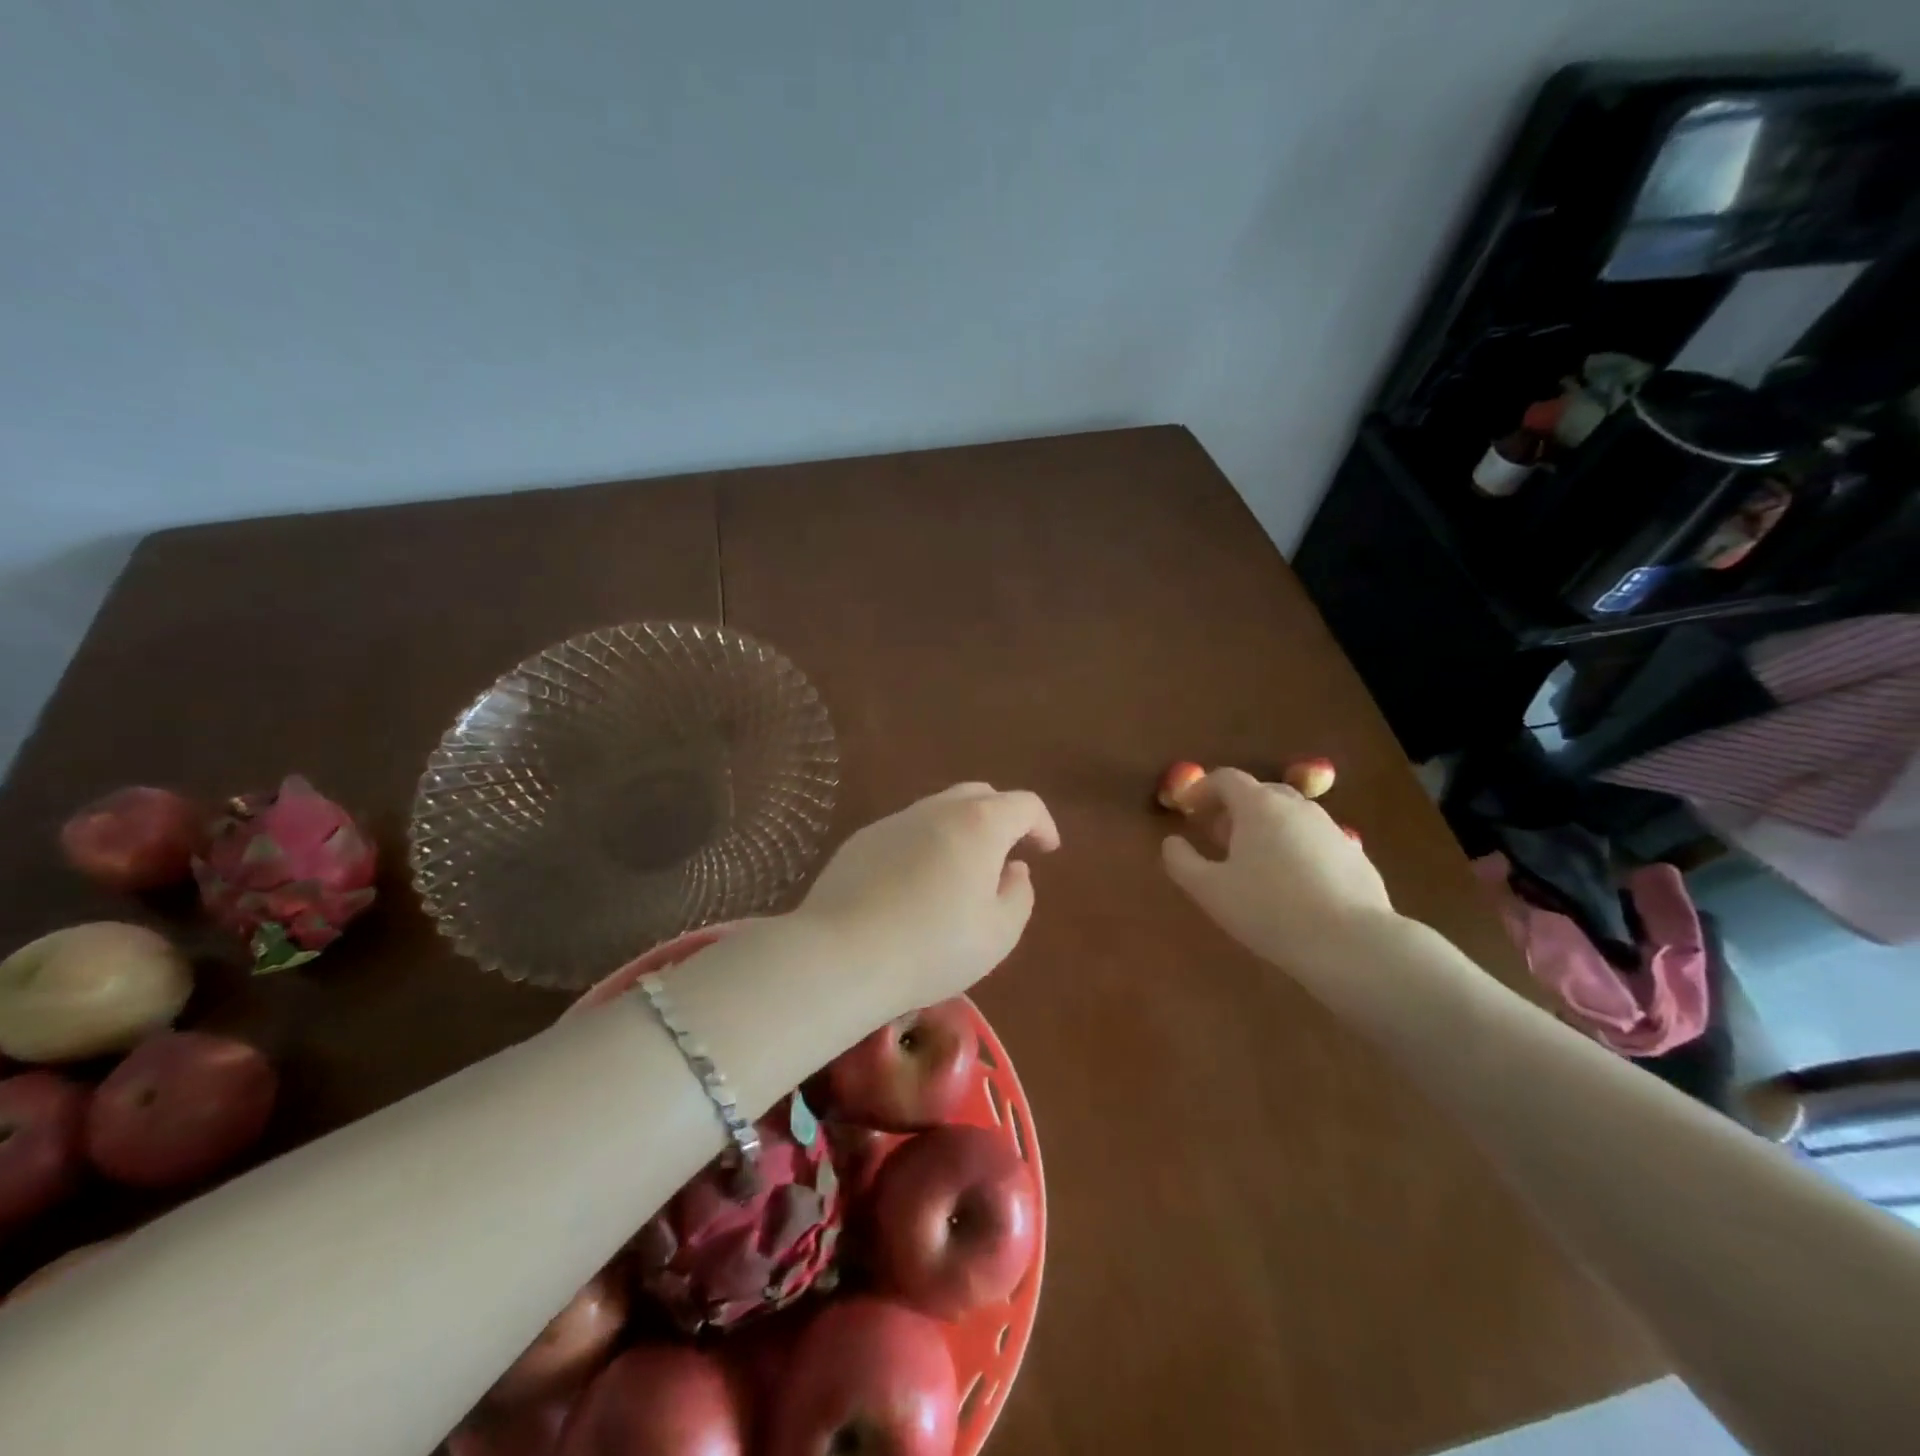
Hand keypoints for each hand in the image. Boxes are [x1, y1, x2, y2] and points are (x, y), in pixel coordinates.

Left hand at [796, 784, 1060, 1011]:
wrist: (841, 956)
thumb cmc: (933, 947)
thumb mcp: (999, 933)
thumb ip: (1019, 895)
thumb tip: (1014, 869)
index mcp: (980, 824)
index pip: (1024, 804)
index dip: (1043, 824)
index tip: (1047, 850)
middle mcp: (937, 809)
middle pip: (980, 795)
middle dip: (1002, 817)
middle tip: (1007, 853)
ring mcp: (894, 821)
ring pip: (940, 810)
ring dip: (961, 830)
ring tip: (961, 872)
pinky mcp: (862, 840)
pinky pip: (906, 830)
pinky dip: (925, 844)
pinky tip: (915, 884)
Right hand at [1161, 767, 1391, 970]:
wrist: (1351, 943)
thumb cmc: (1269, 910)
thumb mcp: (1210, 890)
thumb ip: (1182, 862)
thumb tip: (1171, 842)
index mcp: (1259, 806)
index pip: (1226, 778)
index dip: (1201, 789)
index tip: (1187, 810)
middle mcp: (1297, 806)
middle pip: (1259, 792)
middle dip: (1233, 808)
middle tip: (1216, 836)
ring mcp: (1331, 828)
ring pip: (1289, 815)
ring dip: (1265, 827)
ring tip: (1252, 861)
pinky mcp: (1354, 854)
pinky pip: (1313, 839)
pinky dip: (1293, 846)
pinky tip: (1291, 882)